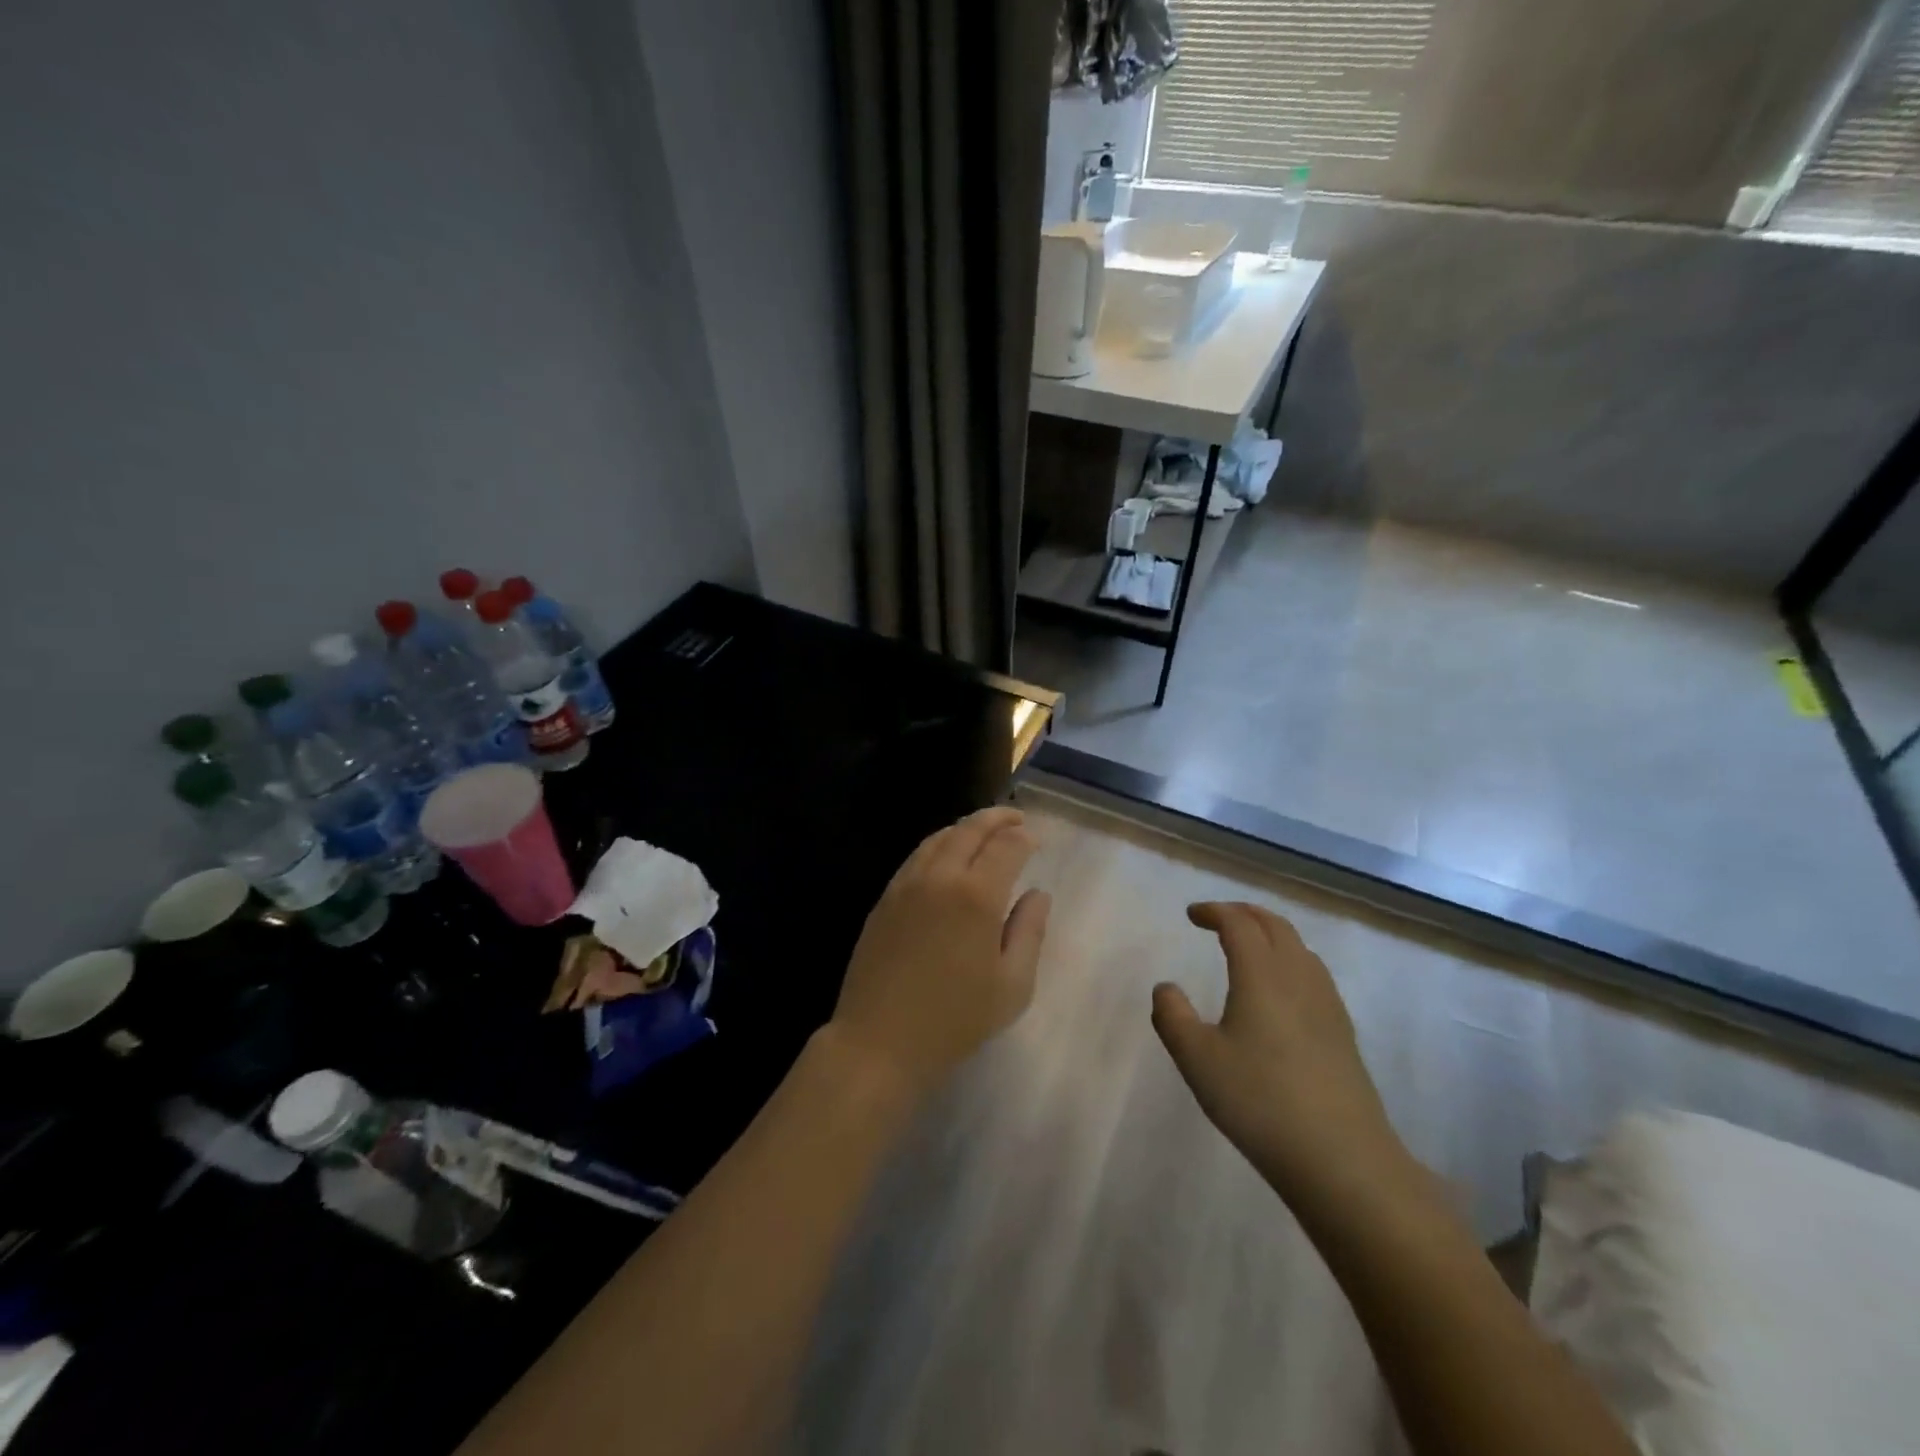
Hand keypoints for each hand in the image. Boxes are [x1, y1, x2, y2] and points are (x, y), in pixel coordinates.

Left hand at [827, 807, 1050, 1098]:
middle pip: (970, 830)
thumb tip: (1038, 894)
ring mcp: (906, 885)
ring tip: (983, 830)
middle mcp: (940, 878)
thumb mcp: (1012, 986)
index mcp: (977, 896)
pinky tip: (945, 856)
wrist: (879, 1041)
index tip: (1036, 839)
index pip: (1007, 847)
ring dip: (965, 827)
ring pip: (939, 838)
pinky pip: (916, 856)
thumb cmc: (955, 1020)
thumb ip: (1030, 932)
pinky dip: (938, 844)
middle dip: (996, 818)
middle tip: (1015, 817)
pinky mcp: (885, 898)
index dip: (1024, 838)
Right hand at [1152, 902, 1411, 1215]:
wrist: (1342, 1159)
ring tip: (1249, 946)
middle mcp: (1297, 977)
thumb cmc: (1260, 1101)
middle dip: (1244, 914)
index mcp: (1261, 974)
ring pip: (1299, 948)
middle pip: (1275, 926)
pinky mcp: (1343, 1032)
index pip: (1238, 923)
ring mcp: (1327, 1004)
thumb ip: (1173, 1017)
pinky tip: (1282, 991)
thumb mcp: (1197, 1059)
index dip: (1214, 911)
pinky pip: (1314, 974)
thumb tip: (1166, 988)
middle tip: (1218, 918)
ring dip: (1271, 934)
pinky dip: (1291, 960)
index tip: (1192, 915)